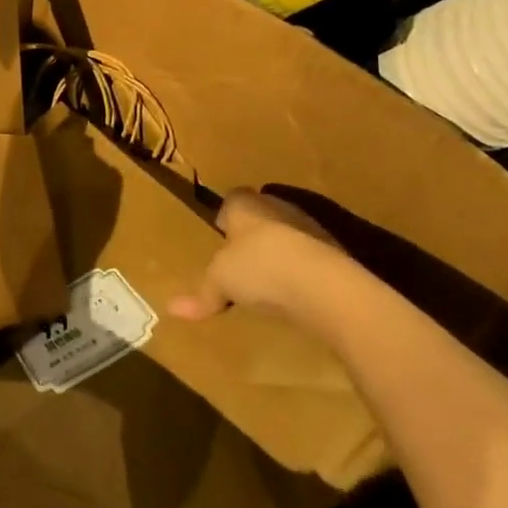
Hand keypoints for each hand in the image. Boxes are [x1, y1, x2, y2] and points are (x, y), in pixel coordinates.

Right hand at [167, 188, 336, 320]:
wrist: (324, 285)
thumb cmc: (260, 268)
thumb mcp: (220, 282)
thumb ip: (201, 294)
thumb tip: (172, 309)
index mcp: (245, 205)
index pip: (233, 199)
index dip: (226, 214)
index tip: (221, 232)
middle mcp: (277, 207)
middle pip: (262, 214)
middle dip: (254, 233)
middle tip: (242, 258)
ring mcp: (310, 228)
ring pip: (289, 234)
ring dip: (281, 251)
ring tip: (270, 279)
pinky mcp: (335, 253)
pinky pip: (311, 257)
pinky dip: (304, 270)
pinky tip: (297, 292)